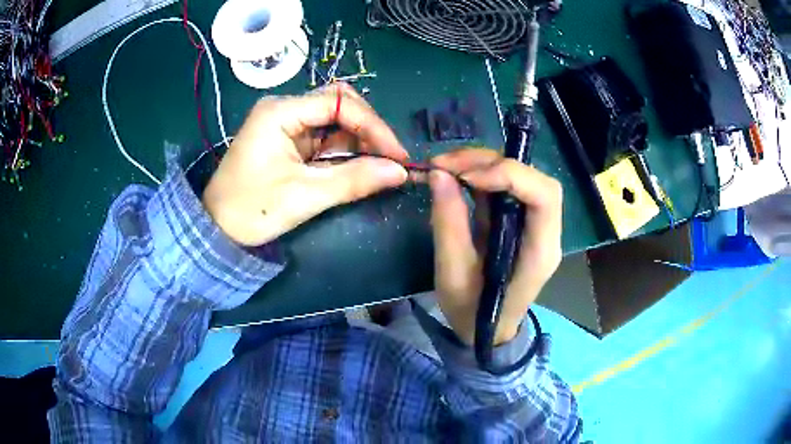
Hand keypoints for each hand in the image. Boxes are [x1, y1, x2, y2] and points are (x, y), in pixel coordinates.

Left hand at [202, 84, 408, 245]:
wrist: (217, 230)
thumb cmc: (251, 210)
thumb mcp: (304, 196)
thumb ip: (353, 180)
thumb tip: (400, 172)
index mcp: (280, 112)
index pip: (339, 103)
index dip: (373, 126)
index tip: (397, 156)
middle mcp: (284, 109)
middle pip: (339, 104)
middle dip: (368, 129)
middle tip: (389, 159)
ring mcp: (286, 124)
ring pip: (335, 121)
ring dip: (359, 141)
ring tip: (379, 166)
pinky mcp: (289, 141)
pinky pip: (325, 138)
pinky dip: (345, 152)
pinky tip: (359, 167)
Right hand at [429, 148, 562, 345]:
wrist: (485, 331)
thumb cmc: (473, 311)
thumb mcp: (452, 274)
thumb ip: (449, 223)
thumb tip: (439, 174)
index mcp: (540, 251)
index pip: (544, 195)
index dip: (510, 175)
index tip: (467, 178)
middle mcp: (545, 231)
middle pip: (532, 178)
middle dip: (489, 162)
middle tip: (445, 165)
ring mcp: (533, 224)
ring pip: (518, 176)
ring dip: (482, 163)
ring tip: (444, 167)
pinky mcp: (518, 221)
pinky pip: (505, 187)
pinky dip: (479, 174)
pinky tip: (455, 177)